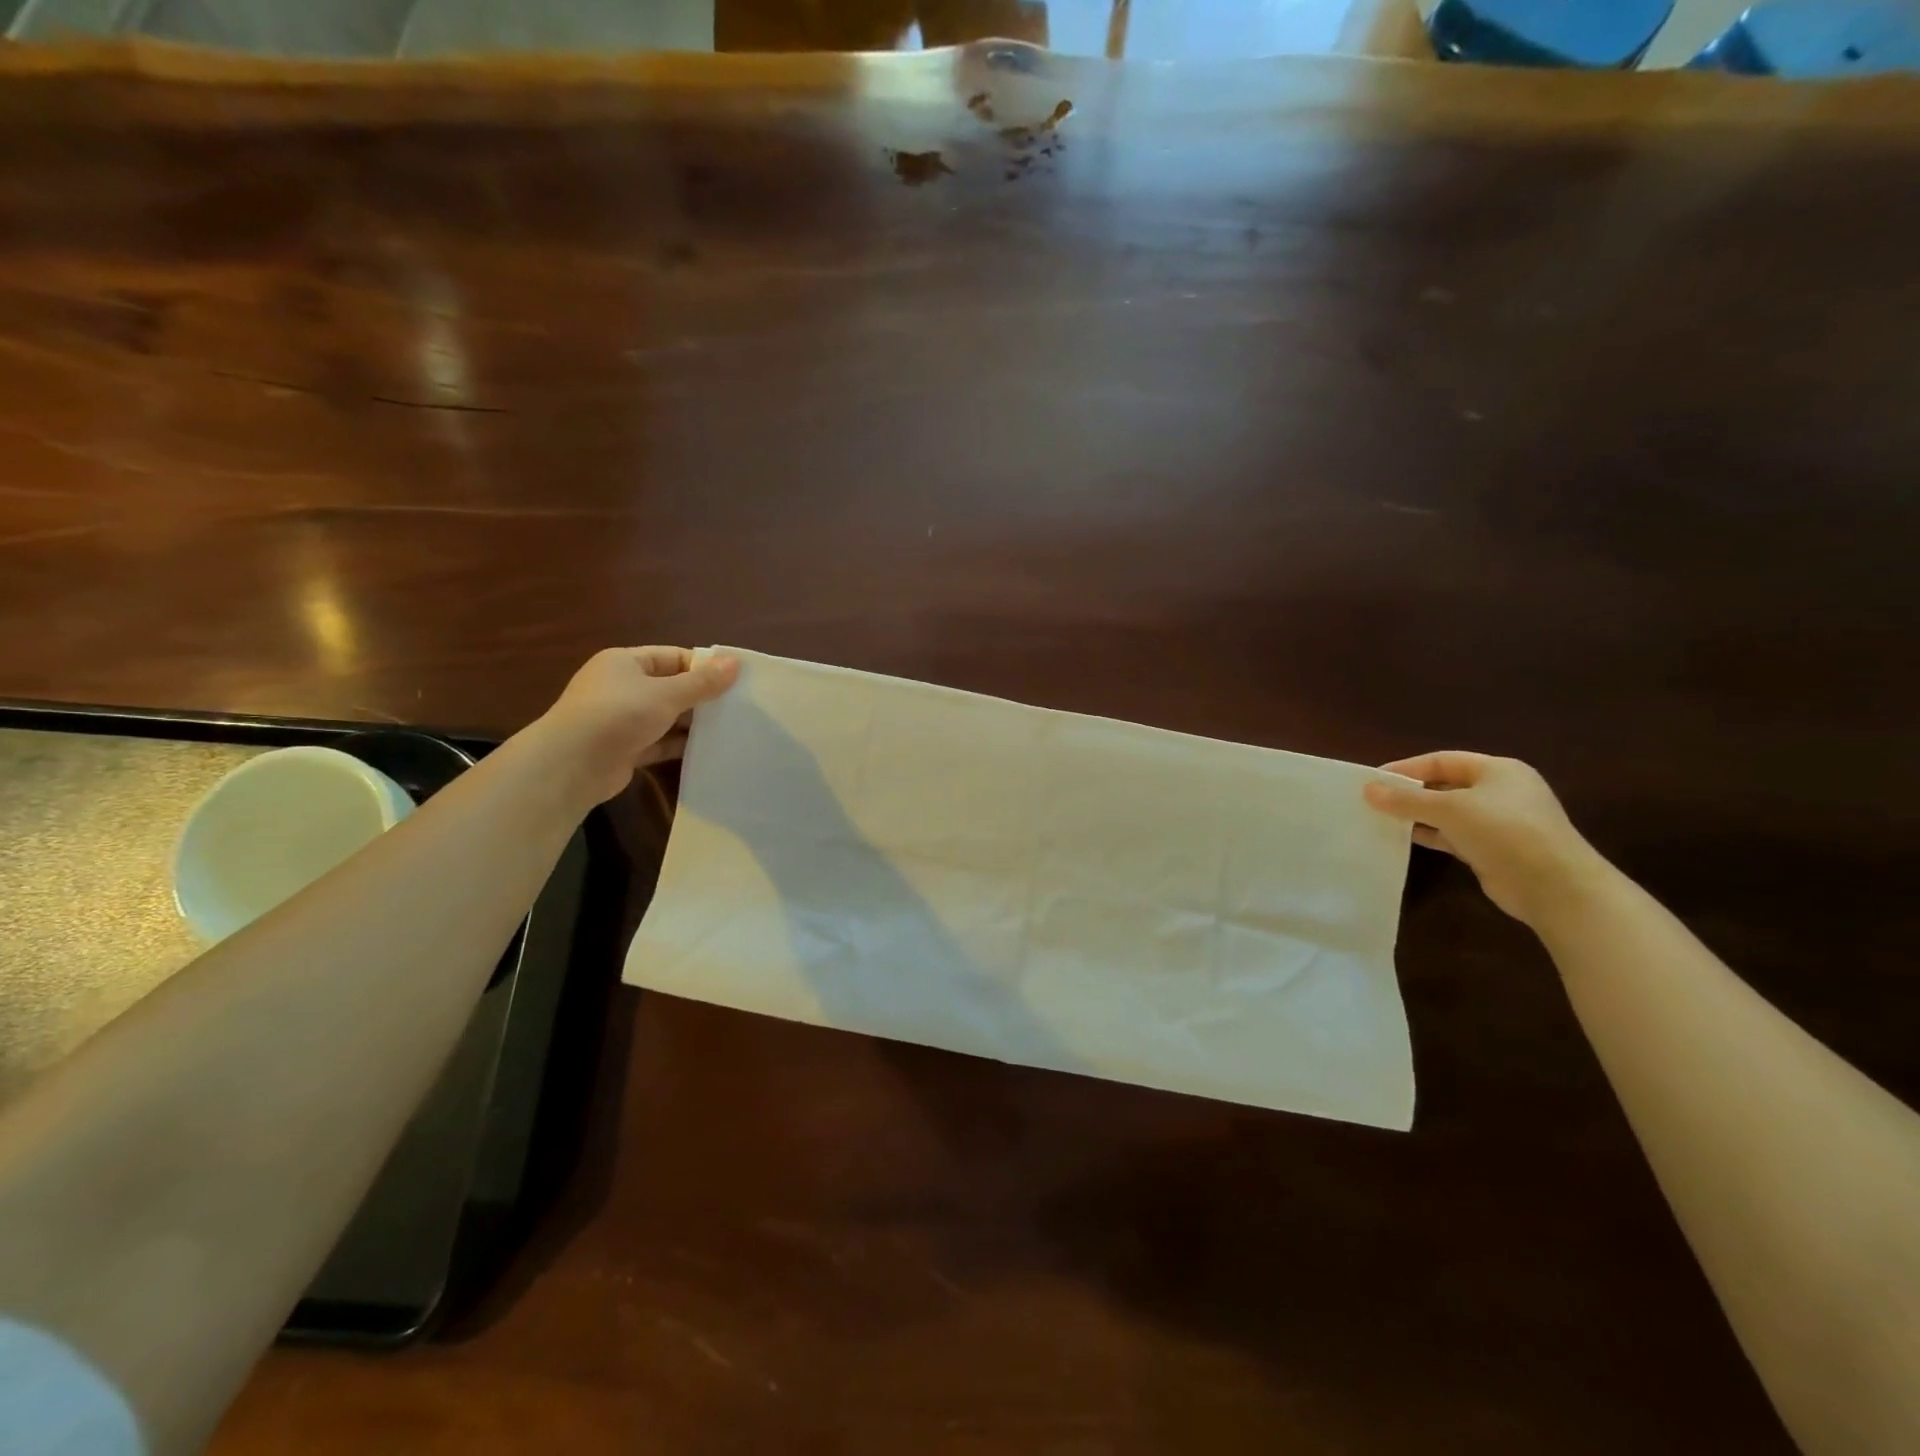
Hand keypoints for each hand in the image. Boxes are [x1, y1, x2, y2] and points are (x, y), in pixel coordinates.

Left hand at [534, 646, 739, 805]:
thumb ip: (703, 682)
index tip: (736, 680)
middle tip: (739, 707)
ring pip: (666, 717)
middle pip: (671, 687)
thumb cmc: (618, 715)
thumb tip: (736, 662)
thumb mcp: (666, 694)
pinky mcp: (625, 749)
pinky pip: (659, 743)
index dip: (704, 667)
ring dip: (692, 724)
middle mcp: (621, 687)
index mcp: (625, 662)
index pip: (673, 657)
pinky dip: (679, 746)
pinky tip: (707, 750)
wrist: (570, 766)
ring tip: (730, 729)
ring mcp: (621, 720)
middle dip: (701, 697)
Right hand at [1363, 752, 1608, 925]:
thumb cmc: (1503, 831)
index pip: (1442, 760)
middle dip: (1410, 792)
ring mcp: (1499, 822)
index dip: (1407, 767)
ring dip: (1418, 815)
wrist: (1554, 886)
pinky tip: (1405, 838)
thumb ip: (1407, 799)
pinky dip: (1430, 835)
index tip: (1373, 780)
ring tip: (1382, 819)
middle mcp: (1500, 792)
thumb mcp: (1449, 809)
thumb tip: (1368, 790)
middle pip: (1445, 785)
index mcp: (1498, 770)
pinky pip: (1453, 835)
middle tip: (1374, 800)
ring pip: (1448, 812)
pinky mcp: (1493, 849)